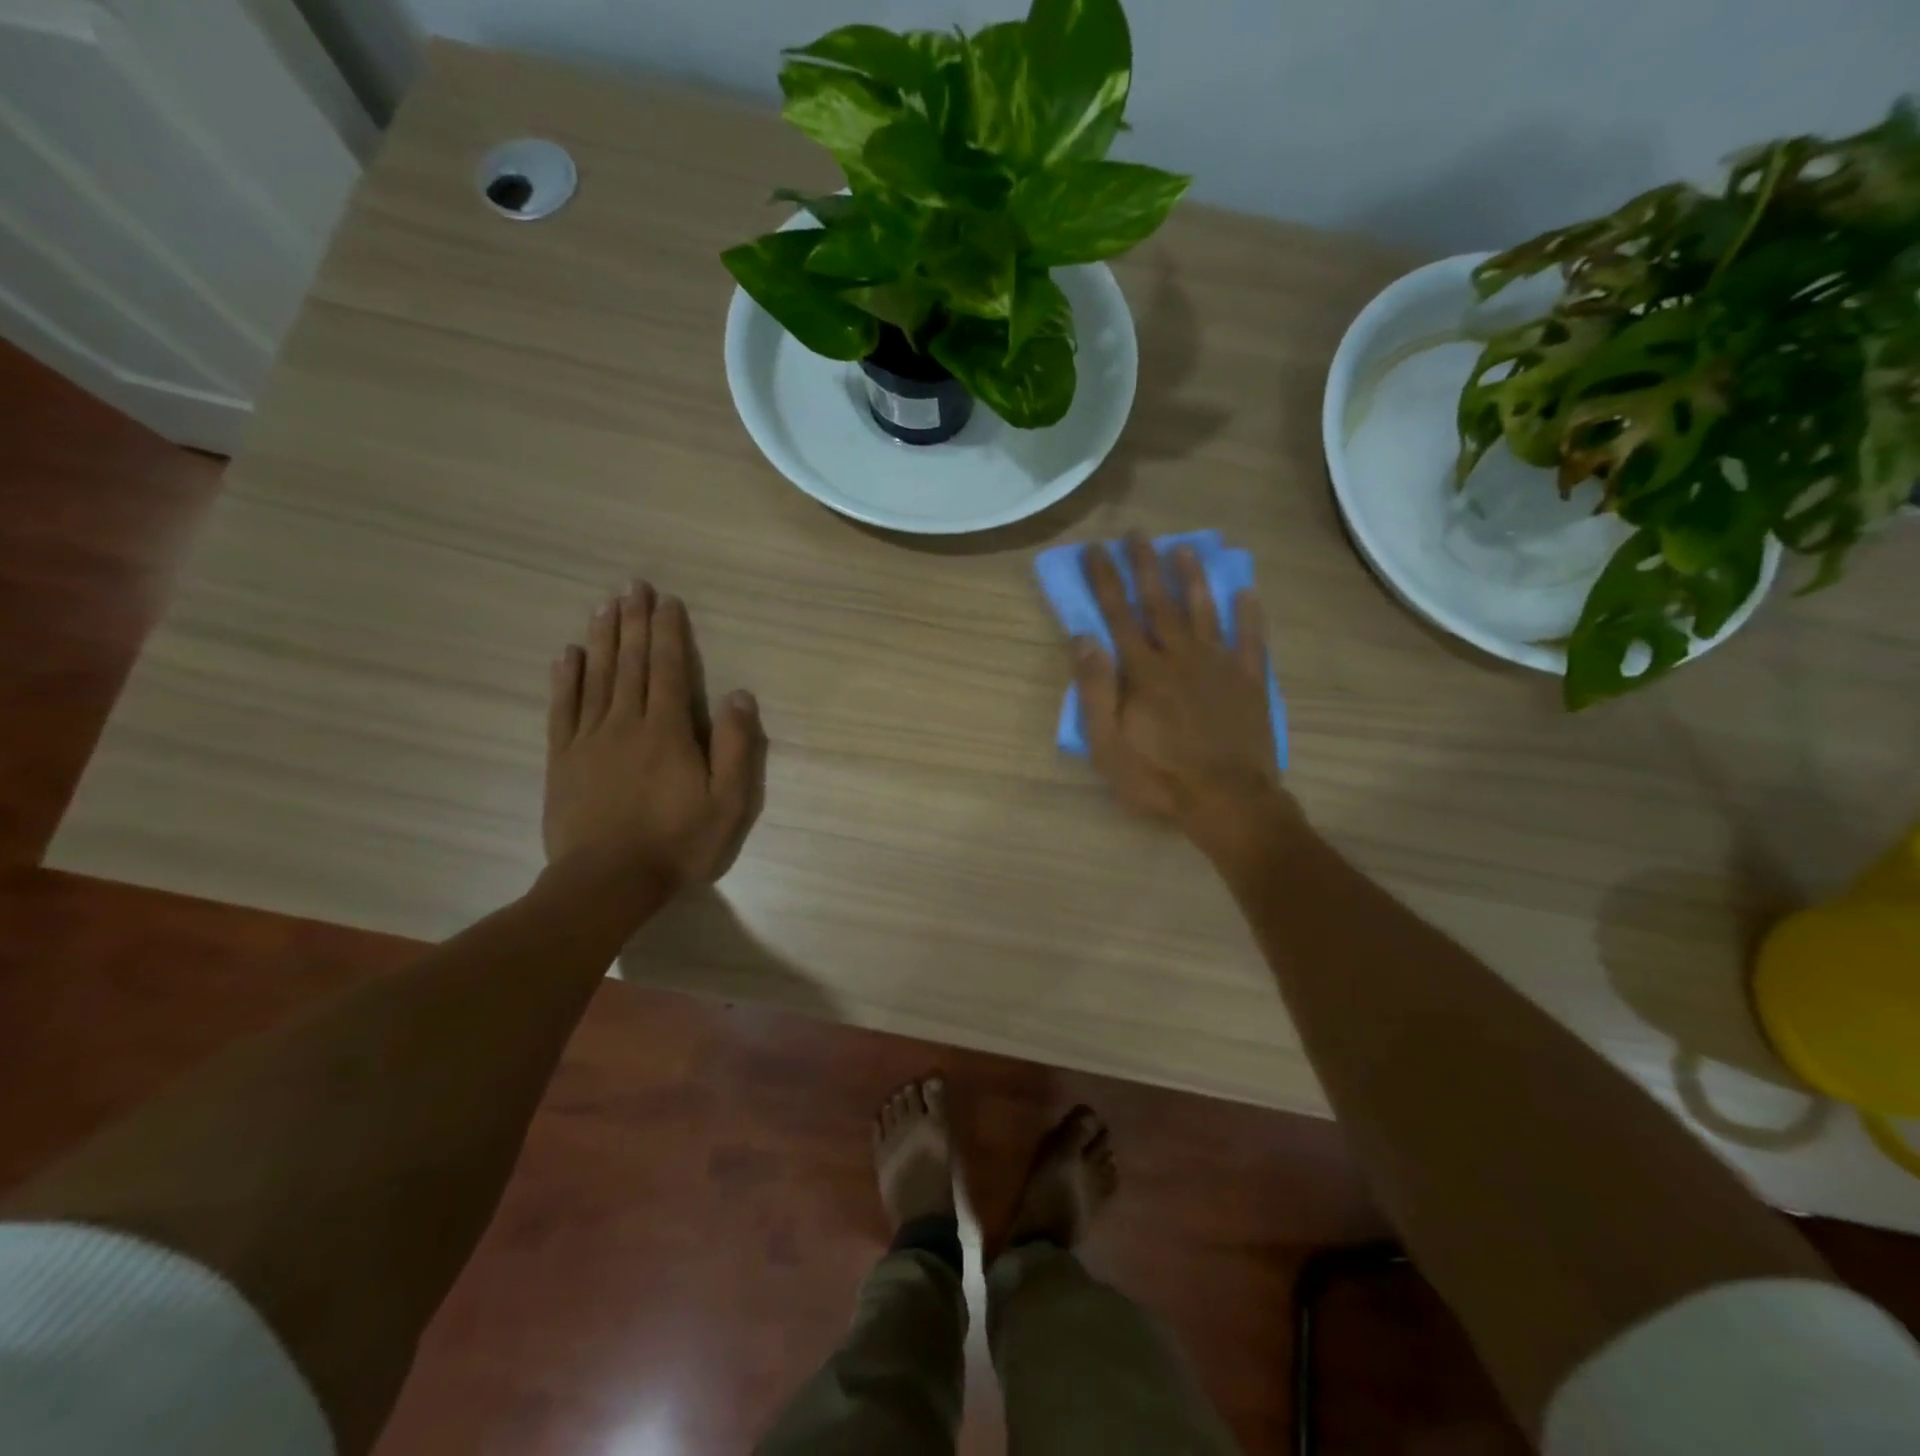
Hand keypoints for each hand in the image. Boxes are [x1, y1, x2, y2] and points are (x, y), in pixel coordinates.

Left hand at [544, 582, 765, 895]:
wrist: (607, 880)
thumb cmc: (677, 842)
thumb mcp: (727, 802)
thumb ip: (734, 746)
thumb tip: (739, 695)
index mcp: (667, 731)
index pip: (669, 670)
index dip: (668, 633)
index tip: (666, 601)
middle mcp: (626, 723)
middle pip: (631, 663)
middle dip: (634, 622)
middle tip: (633, 586)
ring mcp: (589, 739)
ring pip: (597, 677)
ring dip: (603, 638)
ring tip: (604, 606)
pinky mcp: (563, 759)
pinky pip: (563, 708)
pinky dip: (566, 678)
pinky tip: (568, 655)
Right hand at [1074, 533, 1291, 848]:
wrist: (1227, 801)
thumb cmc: (1158, 777)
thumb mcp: (1108, 744)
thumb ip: (1096, 689)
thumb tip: (1083, 638)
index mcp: (1143, 672)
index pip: (1118, 615)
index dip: (1106, 580)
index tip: (1096, 549)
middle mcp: (1180, 657)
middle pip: (1159, 603)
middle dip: (1145, 565)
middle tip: (1136, 533)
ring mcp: (1219, 666)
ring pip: (1204, 612)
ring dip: (1192, 578)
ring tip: (1184, 548)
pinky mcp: (1250, 682)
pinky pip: (1251, 641)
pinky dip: (1249, 615)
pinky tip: (1246, 592)